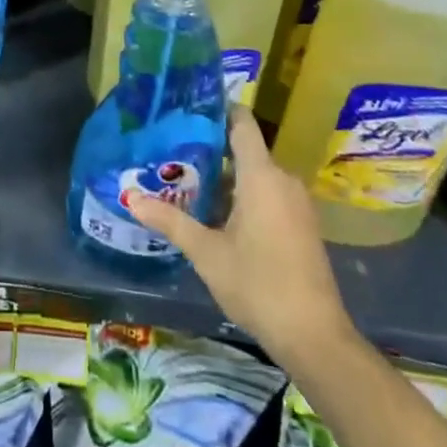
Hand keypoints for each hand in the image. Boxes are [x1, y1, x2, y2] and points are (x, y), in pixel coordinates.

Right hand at [132, 107, 352, 362]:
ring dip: (226, 178)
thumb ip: (170, 220)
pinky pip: (269, 194)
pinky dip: (244, 196)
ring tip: (187, 182)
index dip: (218, 109)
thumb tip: (131, 198)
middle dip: (210, 150)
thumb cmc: (258, 284)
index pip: (241, 123)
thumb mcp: (206, 253)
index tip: (189, 107)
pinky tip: (218, 215)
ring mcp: (296, 203)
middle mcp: (283, 180)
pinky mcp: (302, 225)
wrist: (316, 338)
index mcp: (261, 175)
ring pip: (256, 175)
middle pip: (244, 150)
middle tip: (173, 152)